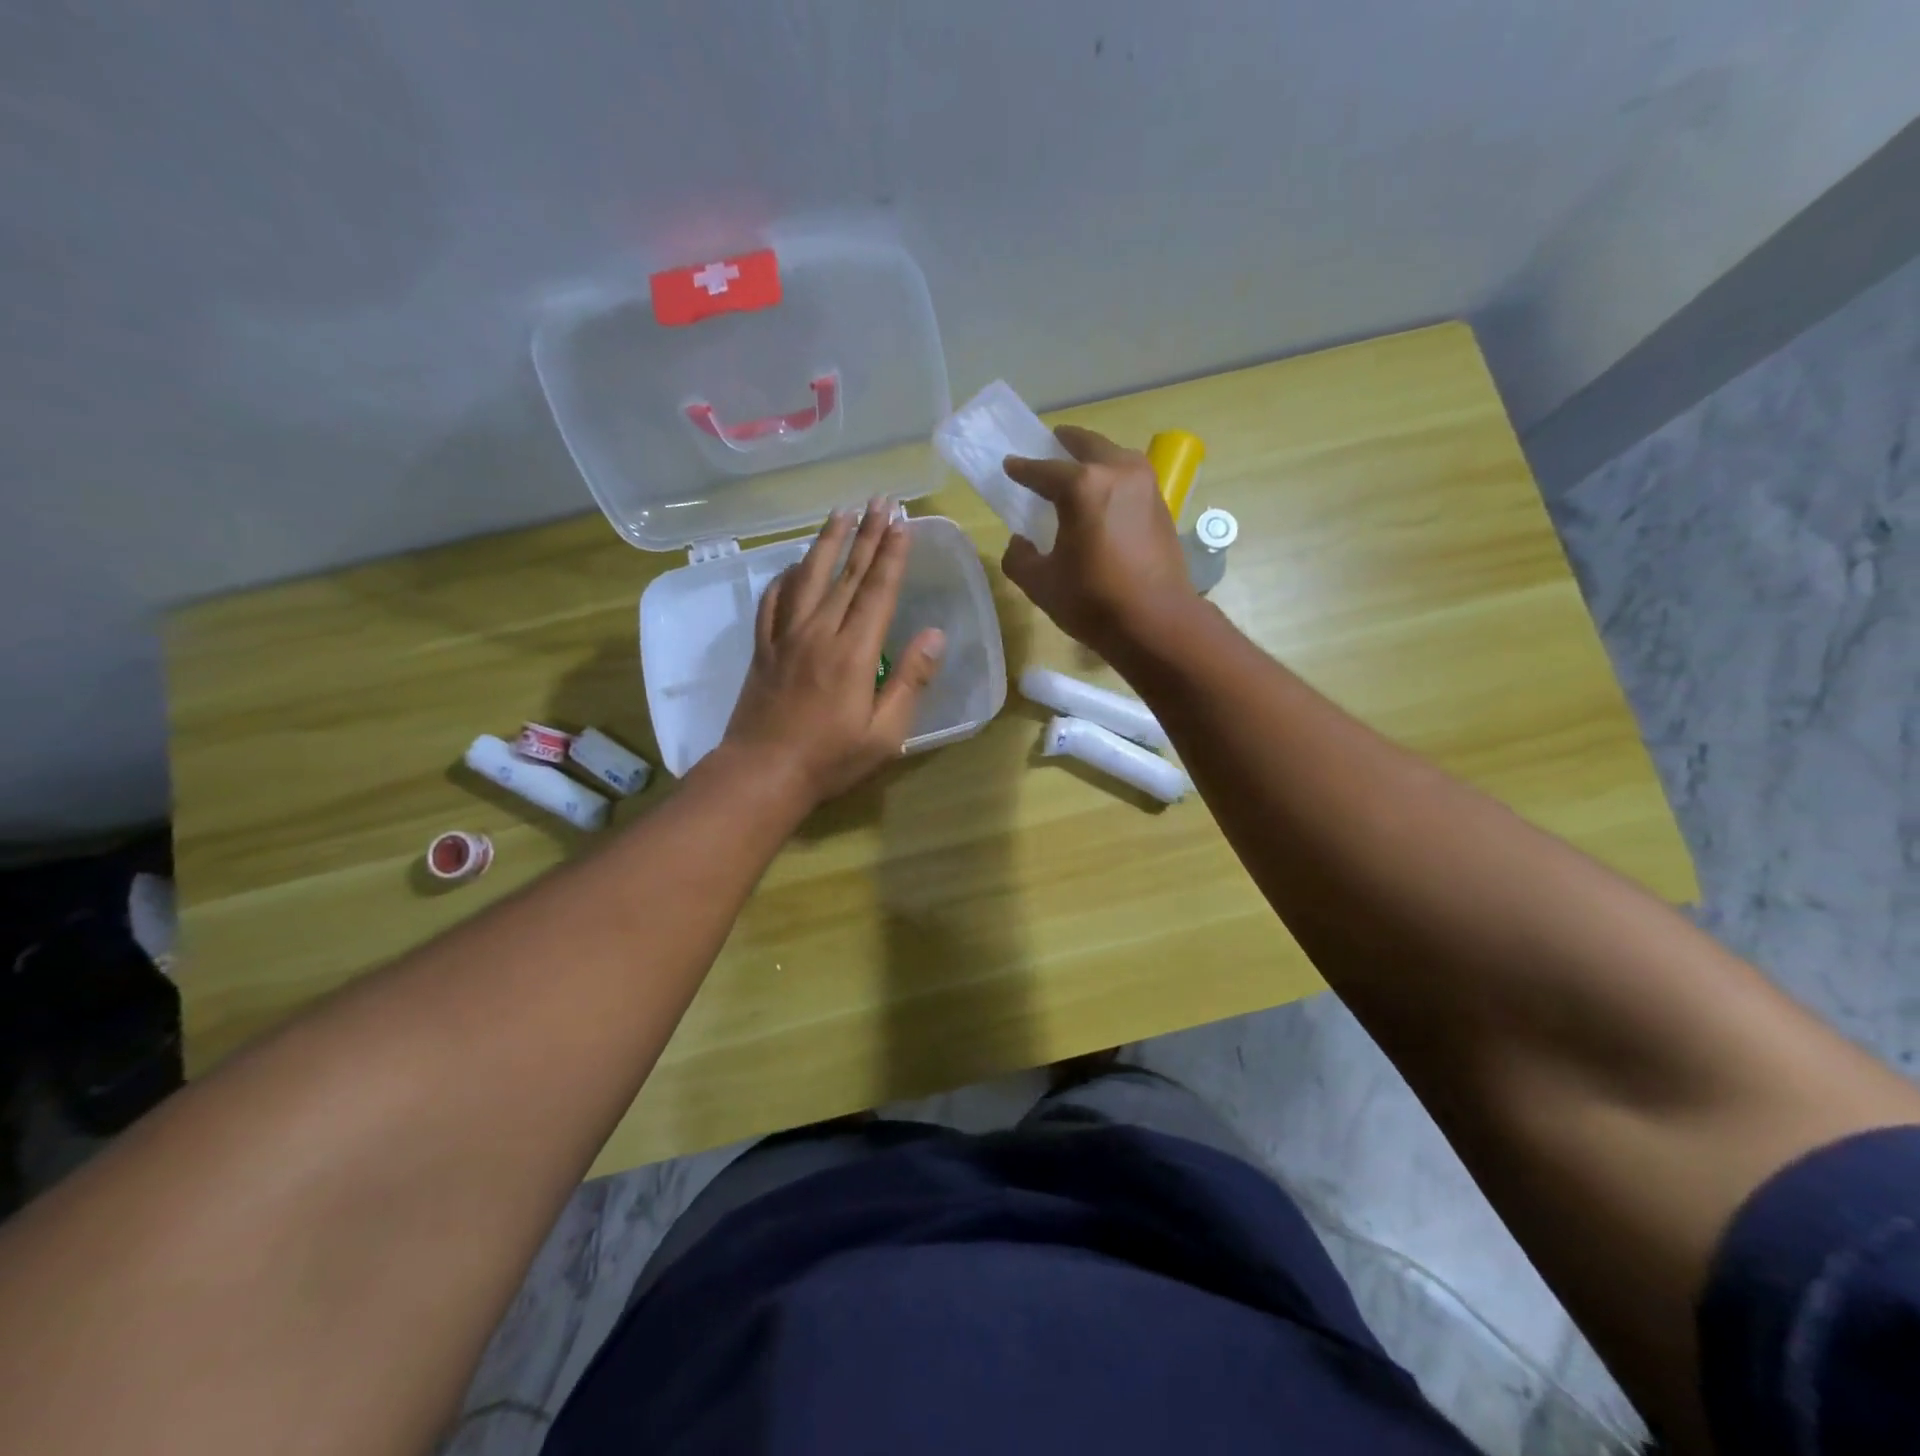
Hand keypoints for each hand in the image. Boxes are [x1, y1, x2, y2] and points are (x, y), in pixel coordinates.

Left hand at [722, 499, 945, 805]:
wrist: (762, 773)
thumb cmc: (830, 759)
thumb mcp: (885, 733)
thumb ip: (910, 681)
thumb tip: (936, 634)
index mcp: (853, 652)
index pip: (878, 591)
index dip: (892, 554)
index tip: (902, 522)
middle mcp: (819, 632)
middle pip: (846, 575)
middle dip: (866, 534)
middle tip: (879, 500)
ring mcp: (786, 637)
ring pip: (808, 577)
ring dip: (827, 542)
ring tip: (841, 512)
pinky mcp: (763, 648)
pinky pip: (773, 601)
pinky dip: (785, 577)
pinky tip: (792, 564)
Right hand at [1001, 426, 1196, 655]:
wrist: (1156, 622)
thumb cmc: (1093, 601)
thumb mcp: (1041, 583)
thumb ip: (1019, 558)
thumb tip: (1019, 542)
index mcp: (1082, 486)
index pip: (1043, 470)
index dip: (1022, 469)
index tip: (1010, 466)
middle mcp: (1117, 472)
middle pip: (1087, 446)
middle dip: (1065, 443)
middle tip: (1050, 444)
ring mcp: (1146, 486)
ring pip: (1115, 457)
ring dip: (1095, 457)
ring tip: (1079, 468)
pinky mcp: (1162, 505)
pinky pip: (1131, 478)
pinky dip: (1113, 478)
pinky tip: (1103, 497)